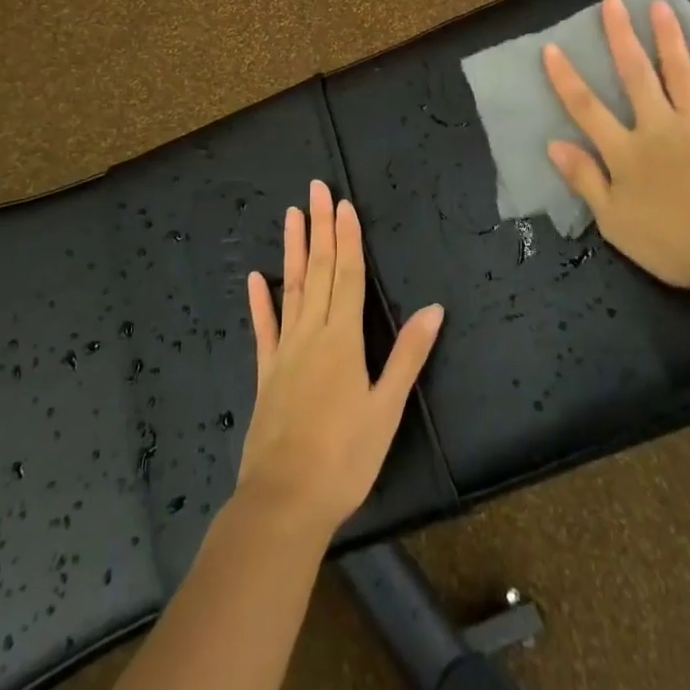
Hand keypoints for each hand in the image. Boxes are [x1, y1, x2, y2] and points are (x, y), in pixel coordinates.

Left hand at [238, 182, 443, 540]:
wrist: (284, 500)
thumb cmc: (345, 457)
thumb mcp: (386, 409)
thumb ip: (408, 356)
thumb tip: (434, 308)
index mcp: (343, 338)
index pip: (348, 275)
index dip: (347, 237)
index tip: (343, 203)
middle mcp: (312, 333)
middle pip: (320, 270)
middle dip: (320, 227)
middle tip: (316, 189)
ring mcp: (285, 350)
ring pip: (292, 288)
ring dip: (294, 250)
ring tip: (291, 215)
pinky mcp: (266, 372)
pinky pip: (264, 328)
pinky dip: (260, 301)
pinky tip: (255, 278)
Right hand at [541, 0, 689, 295]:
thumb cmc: (672, 242)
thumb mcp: (614, 221)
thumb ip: (584, 179)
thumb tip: (553, 144)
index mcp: (626, 151)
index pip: (587, 108)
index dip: (566, 78)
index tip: (552, 47)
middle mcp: (658, 126)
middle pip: (635, 74)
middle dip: (621, 36)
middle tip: (613, 0)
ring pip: (679, 72)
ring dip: (667, 37)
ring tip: (659, 6)